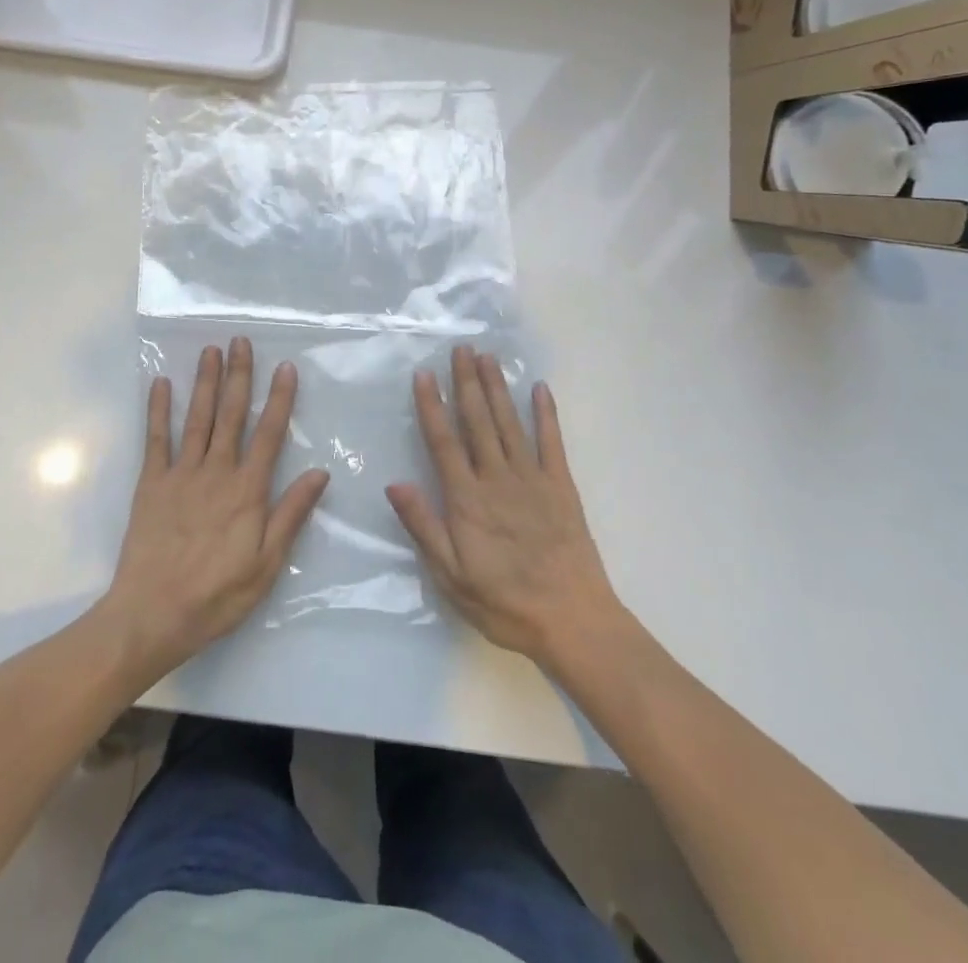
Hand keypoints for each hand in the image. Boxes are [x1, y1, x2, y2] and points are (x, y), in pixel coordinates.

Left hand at [101, 337, 328, 677]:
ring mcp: (181, 474)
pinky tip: (161, 384)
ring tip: (210, 350)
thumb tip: (319, 473)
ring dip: (204, 382)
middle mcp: (216, 472)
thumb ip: (291, 514)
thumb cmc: (217, 595)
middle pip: (230, 415)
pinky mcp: (151, 484)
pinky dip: (158, 410)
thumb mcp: (267, 564)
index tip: (285, 367)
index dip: (279, 399)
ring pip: (197, 418)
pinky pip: (156, 439)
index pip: (269, 434)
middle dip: (238, 376)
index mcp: (247, 491)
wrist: (151, 615)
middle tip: (240, 341)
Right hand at [387, 347, 625, 666]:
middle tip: (461, 348)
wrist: (573, 620)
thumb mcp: (451, 575)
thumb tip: (394, 483)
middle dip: (467, 382)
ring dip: (497, 388)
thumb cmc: (504, 602)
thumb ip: (424, 526)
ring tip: (488, 357)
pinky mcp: (562, 486)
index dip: (432, 405)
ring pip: (509, 423)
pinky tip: (539, 389)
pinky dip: (546, 414)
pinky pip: (552, 442)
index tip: (424, 374)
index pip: (443, 441)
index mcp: (467, 499)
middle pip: (478, 421)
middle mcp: (497, 478)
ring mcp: (532, 479)